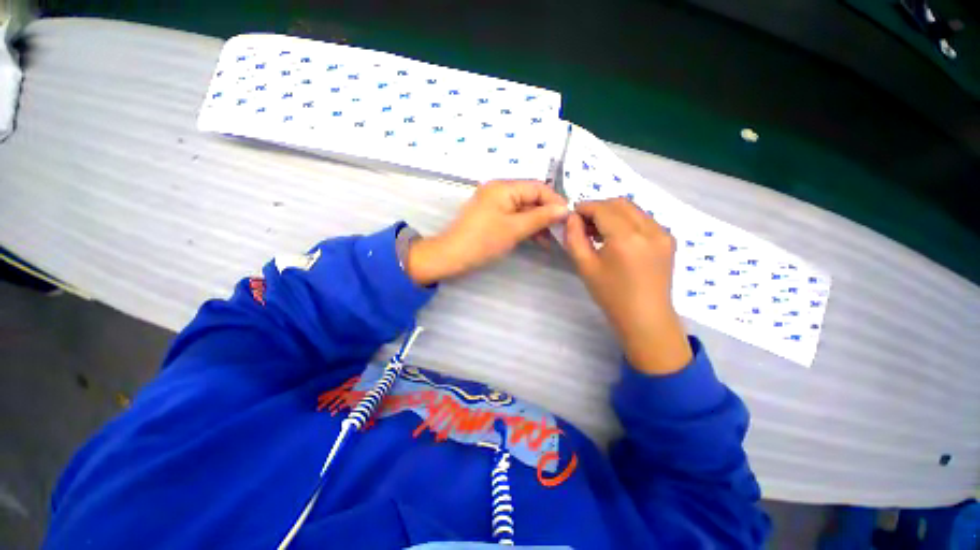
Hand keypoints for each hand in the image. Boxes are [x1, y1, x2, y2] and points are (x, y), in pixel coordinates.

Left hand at [405, 180, 568, 285]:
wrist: (452, 256)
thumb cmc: (483, 241)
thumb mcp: (515, 229)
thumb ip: (541, 217)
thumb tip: (564, 209)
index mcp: (504, 187)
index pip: (537, 187)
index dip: (555, 201)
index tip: (569, 217)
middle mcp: (499, 190)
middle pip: (530, 197)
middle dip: (546, 213)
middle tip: (561, 230)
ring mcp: (494, 203)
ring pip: (523, 208)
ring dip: (537, 222)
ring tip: (551, 238)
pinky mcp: (491, 215)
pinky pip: (513, 216)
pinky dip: (525, 226)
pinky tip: (536, 239)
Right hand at [565, 198, 692, 374]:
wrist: (645, 318)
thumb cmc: (611, 295)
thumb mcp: (585, 266)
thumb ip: (574, 238)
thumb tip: (572, 218)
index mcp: (626, 238)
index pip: (602, 208)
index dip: (584, 208)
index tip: (572, 216)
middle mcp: (649, 229)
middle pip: (619, 203)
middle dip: (598, 208)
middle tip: (584, 225)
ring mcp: (663, 233)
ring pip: (633, 209)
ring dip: (612, 213)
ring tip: (599, 232)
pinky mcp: (668, 239)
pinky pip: (644, 219)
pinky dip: (627, 221)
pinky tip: (618, 238)